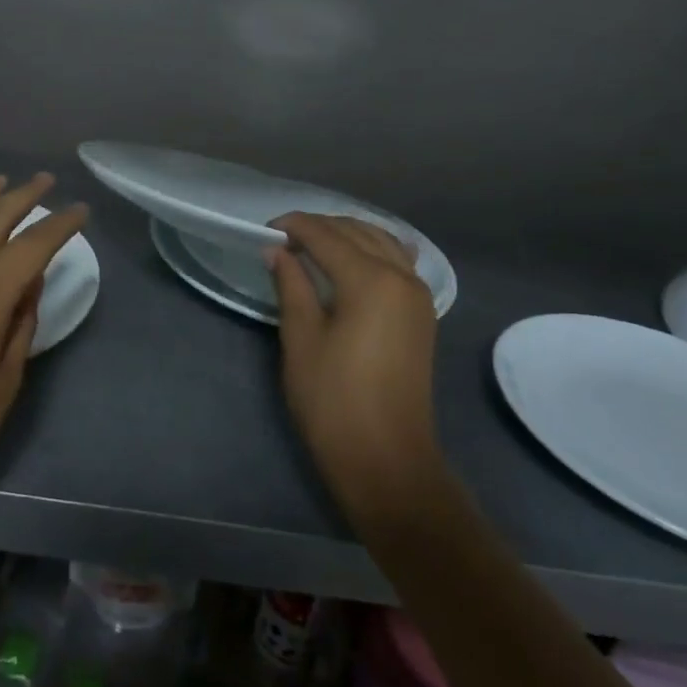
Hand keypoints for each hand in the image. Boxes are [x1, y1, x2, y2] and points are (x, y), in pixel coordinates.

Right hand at [270, 214, 442, 512]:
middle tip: (283, 239)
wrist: (385, 459)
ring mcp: (418, 295)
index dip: (293, 226)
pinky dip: (375, 250)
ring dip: (348, 235)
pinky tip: (357, 259)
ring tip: (313, 246)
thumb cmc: (333, 400)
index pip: (326, 235)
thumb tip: (277, 250)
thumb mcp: (301, 338)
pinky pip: (399, 262)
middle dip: (319, 227)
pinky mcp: (422, 314)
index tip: (265, 231)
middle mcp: (401, 276)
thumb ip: (291, 285)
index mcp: (370, 280)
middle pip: (357, 232)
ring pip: (382, 242)